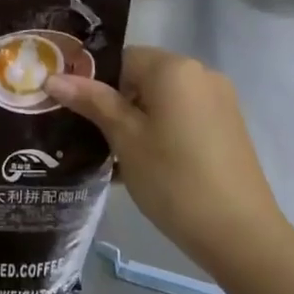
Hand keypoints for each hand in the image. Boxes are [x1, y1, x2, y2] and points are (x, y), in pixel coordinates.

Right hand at [44, 47, 287, 270]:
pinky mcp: (228, 128)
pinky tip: (145, 166)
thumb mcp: (125, 138)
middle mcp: (201, 75)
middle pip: (143, 77)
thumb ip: (92, 102)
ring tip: (114, 157)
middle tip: (90, 137)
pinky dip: (160, 132)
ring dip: (136, 121)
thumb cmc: (173, 179)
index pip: (121, 58)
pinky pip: (182, 117)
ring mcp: (220, 102)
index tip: (75, 111)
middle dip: (114, 103)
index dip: (93, 81)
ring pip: (162, 100)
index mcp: (175, 69)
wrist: (240, 234)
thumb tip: (54, 78)